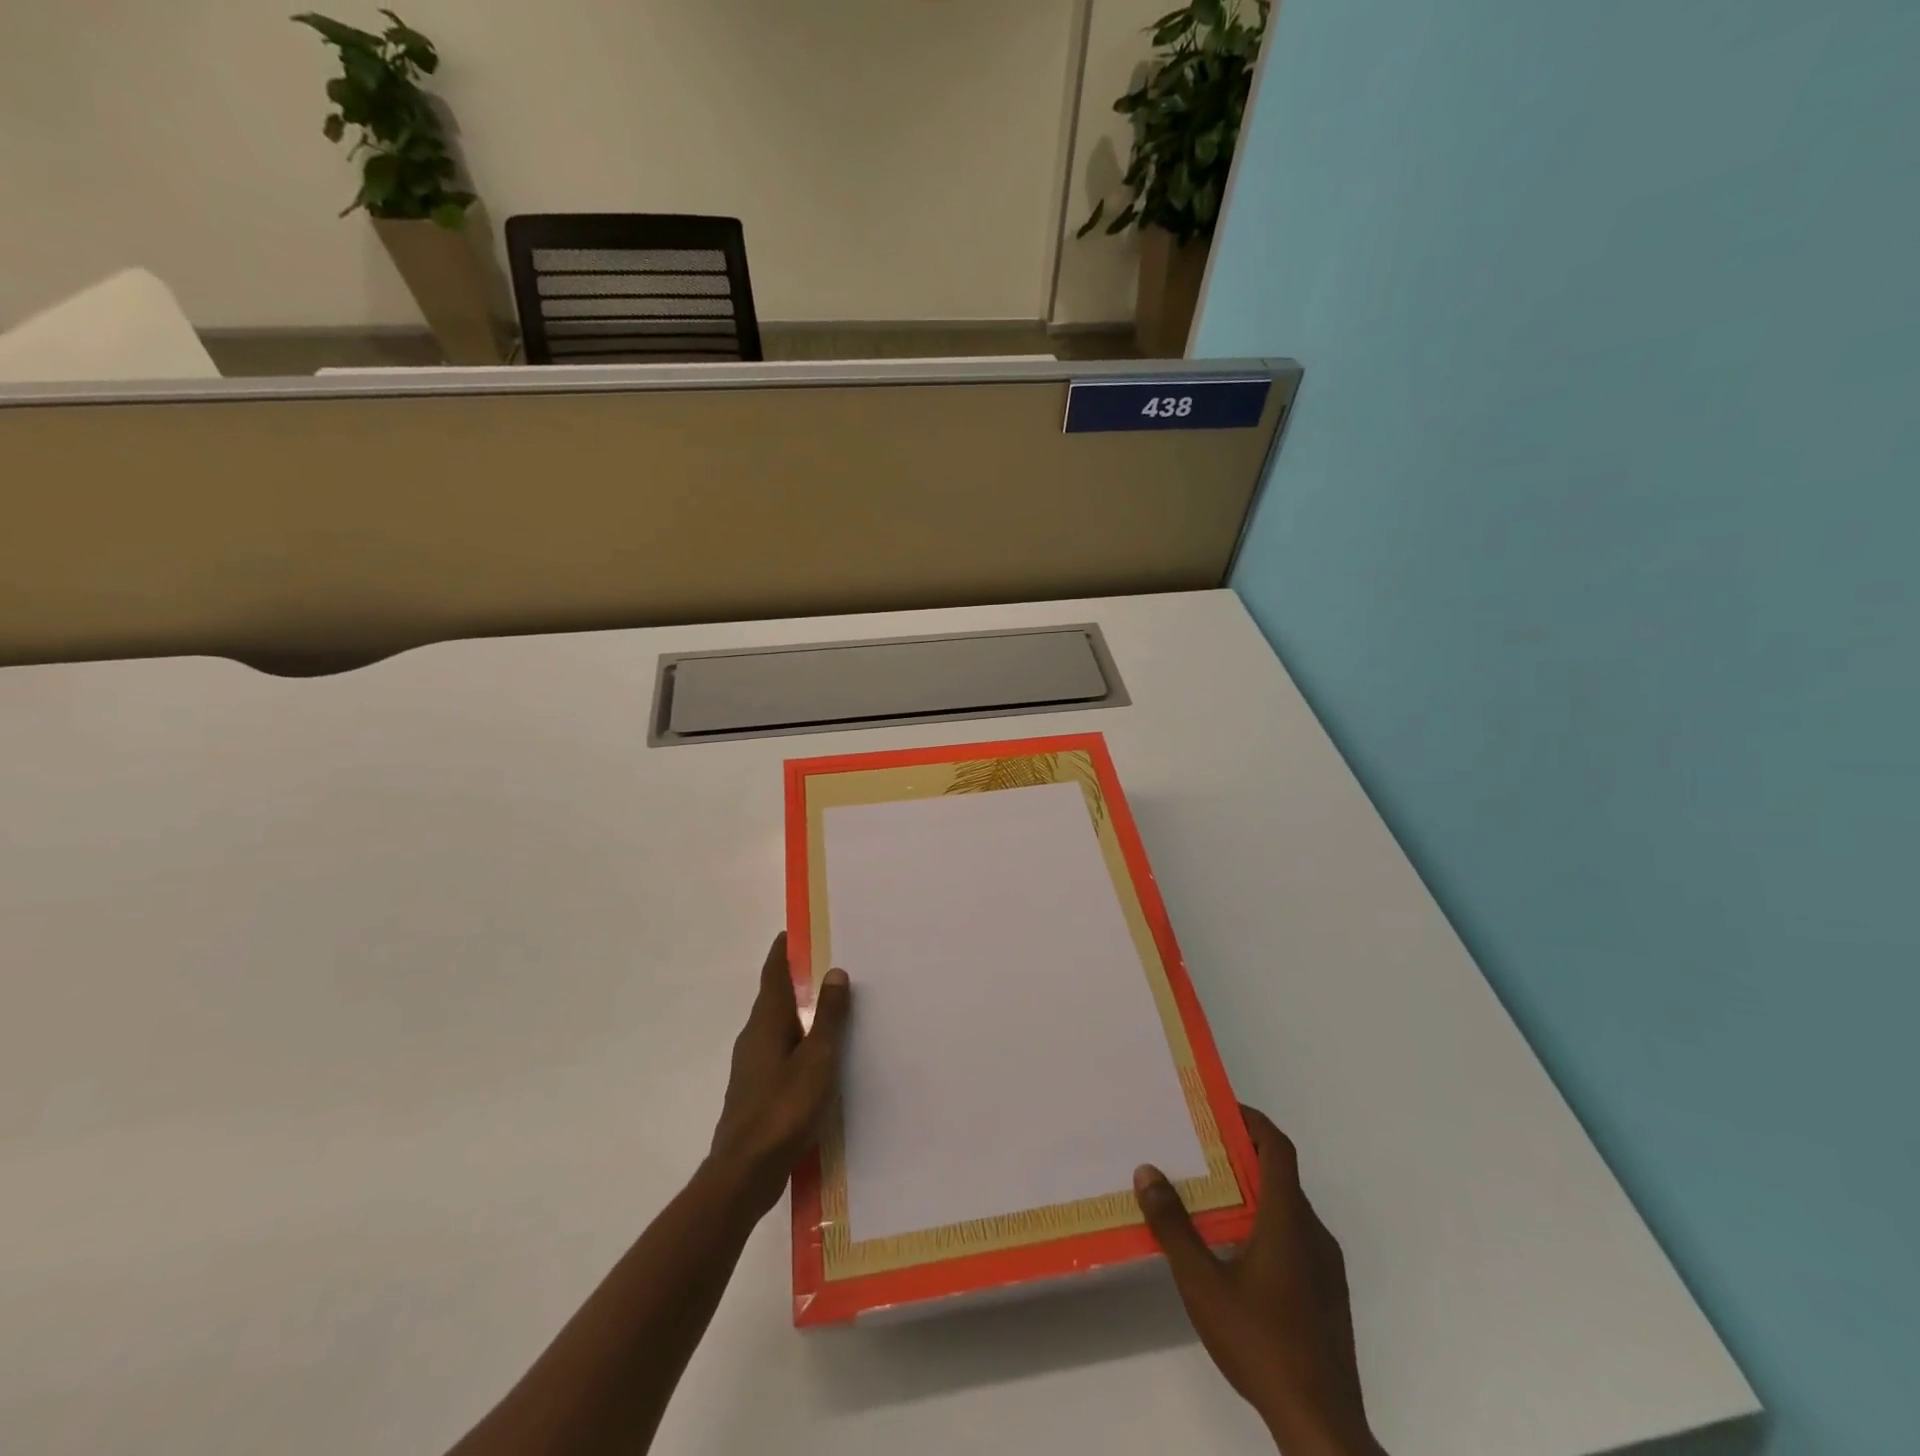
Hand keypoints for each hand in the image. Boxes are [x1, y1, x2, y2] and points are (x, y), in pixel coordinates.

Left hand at [707, 933, 851, 1218]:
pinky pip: (779, 1052)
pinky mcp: (756, 1092)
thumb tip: (835, 971)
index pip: (773, 974)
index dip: (782, 952)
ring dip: (797, 1012)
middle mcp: (754, 1038)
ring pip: (776, 1027)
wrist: (744, 1173)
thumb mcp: (817, 1059)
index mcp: (766, 1023)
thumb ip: (828, 1016)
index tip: (793, 931)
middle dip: (795, 979)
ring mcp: (751, 1067)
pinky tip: (815, 1057)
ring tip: (826, 1007)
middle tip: (824, 964)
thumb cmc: (784, 1109)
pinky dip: (796, 1041)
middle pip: (774, 998)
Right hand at [1134, 1107, 1384, 1455]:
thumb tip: (1147, 1172)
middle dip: (1242, 1156)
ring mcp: (1326, 1268)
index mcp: (1288, 1219)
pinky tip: (1236, 1254)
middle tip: (1200, 1152)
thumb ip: (1174, 1226)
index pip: (1277, 1148)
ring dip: (1253, 1194)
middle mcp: (1314, 1233)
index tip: (1220, 1110)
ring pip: (1288, 1211)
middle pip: (1281, 1176)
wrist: (1322, 1425)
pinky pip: (1296, 1240)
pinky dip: (1266, 1226)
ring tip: (1210, 1201)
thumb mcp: (1202, 1283)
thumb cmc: (1261, 1342)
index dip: (1252, 1121)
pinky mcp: (1328, 1297)